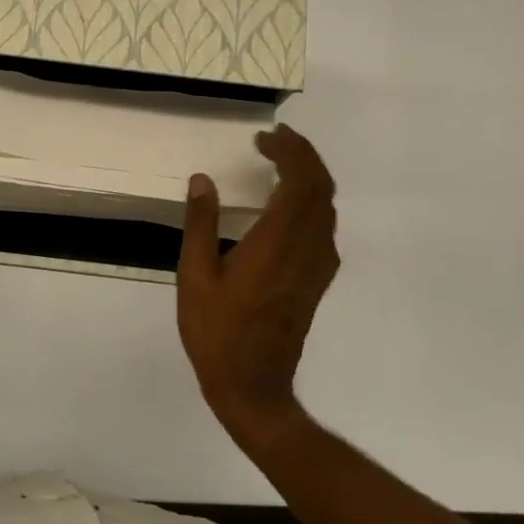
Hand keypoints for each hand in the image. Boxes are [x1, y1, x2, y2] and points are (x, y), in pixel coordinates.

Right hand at [177, 124, 340, 442]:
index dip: (289, 151)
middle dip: (303, 155)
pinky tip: (287, 204)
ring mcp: (318, 265)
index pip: (300, 180)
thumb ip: (200, 225)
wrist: (254, 385)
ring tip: (279, 162)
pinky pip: (324, 226)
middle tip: (274, 140)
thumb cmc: (217, 333)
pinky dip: (311, 201)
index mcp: (277, 243)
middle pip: (321, 187)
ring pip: (327, 206)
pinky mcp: (318, 279)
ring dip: (309, 176)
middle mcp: (307, 248)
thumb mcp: (195, 277)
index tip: (264, 138)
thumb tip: (202, 180)